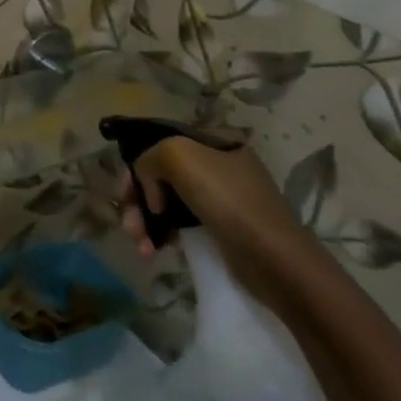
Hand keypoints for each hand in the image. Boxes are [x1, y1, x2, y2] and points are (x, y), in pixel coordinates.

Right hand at [118, 134, 313, 295]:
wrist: (275, 261)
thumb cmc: (229, 200)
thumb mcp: (178, 156)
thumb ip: (148, 157)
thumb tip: (148, 188)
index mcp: (212, 140)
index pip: (158, 143)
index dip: (136, 166)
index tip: (125, 193)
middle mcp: (215, 163)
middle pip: (158, 174)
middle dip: (137, 200)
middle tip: (130, 226)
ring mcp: (217, 196)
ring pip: (164, 200)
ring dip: (145, 221)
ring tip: (141, 245)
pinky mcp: (218, 227)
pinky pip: (177, 223)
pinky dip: (161, 234)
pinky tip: (152, 250)